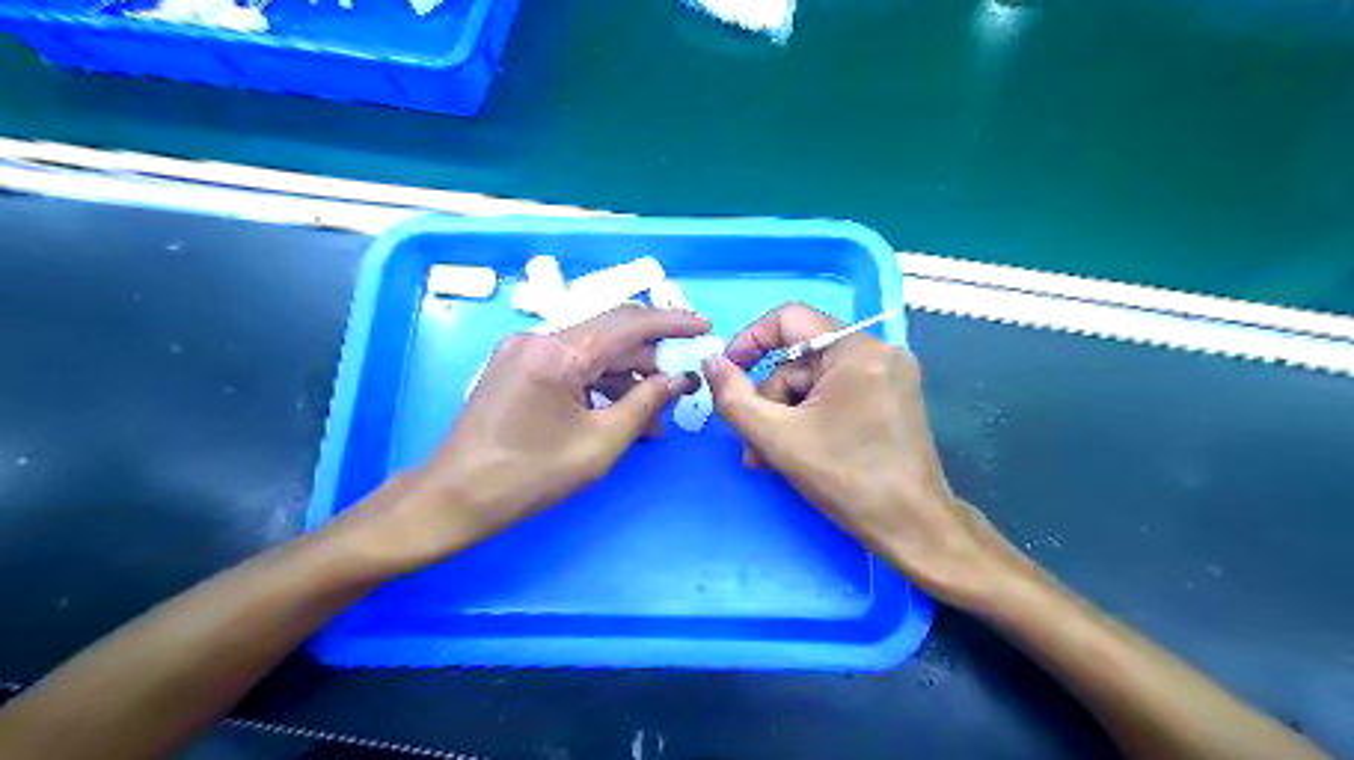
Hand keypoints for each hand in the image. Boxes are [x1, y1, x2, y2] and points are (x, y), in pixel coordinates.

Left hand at [335, 307, 710, 573]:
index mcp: (558, 352)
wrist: (454, 499)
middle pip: (610, 334)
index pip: (629, 323)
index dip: (672, 323)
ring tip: (660, 409)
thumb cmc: (529, 476)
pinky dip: (601, 385)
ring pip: (592, 352)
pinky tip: (625, 411)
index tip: (705, 327)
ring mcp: (524, 351)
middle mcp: (539, 338)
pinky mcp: (518, 368)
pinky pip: (571, 367)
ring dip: (628, 375)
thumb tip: (680, 378)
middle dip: (652, 354)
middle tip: (686, 376)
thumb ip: (646, 403)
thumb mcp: (600, 443)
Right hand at [704, 302, 1020, 605]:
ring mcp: (889, 375)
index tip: (727, 372)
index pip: (789, 319)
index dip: (750, 341)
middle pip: (800, 360)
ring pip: (815, 381)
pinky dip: (810, 418)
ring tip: (769, 458)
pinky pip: (836, 394)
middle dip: (770, 400)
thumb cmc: (847, 479)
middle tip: (752, 443)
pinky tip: (796, 451)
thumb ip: (734, 398)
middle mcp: (878, 351)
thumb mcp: (778, 438)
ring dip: (785, 416)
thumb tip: (711, 363)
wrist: (913, 528)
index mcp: (856, 350)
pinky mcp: (892, 398)